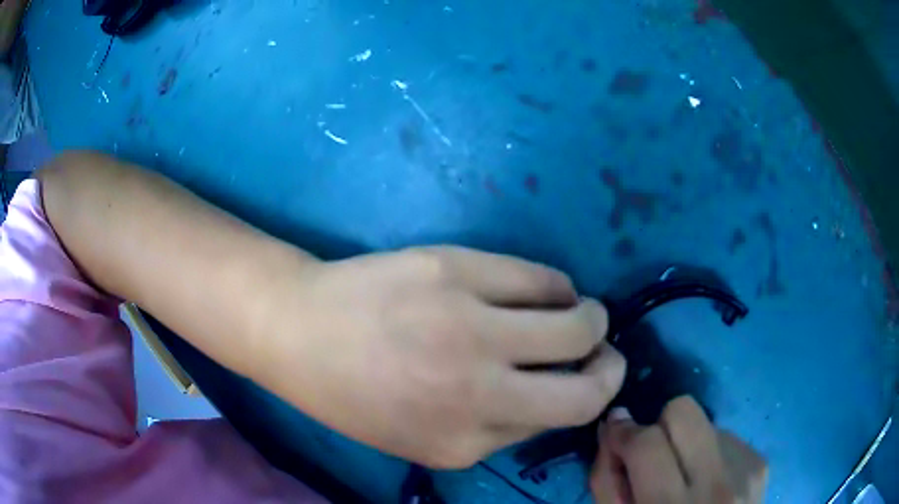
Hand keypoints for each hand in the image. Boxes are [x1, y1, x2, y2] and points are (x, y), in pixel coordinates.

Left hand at [257, 246, 625, 468]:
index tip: (590, 377)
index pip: (564, 420)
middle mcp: (476, 391)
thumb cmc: (355, 394)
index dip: (588, 395)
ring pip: (578, 321)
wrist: (298, 331)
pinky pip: (541, 277)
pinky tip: (545, 289)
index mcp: (464, 442)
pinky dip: (556, 286)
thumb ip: (496, 429)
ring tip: (580, 312)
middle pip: (590, 380)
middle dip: (610, 363)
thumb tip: (555, 393)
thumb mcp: (424, 440)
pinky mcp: (457, 269)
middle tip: (602, 346)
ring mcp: (469, 325)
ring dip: (591, 317)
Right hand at [590, 397, 767, 503]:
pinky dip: (710, 456)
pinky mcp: (760, 463)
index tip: (616, 434)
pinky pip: (726, 437)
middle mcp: (718, 485)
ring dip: (687, 446)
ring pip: (705, 424)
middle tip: (654, 455)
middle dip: (660, 426)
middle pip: (683, 411)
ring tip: (686, 479)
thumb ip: (608, 480)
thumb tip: (614, 424)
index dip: (624, 434)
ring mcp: (746, 470)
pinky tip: (708, 484)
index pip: (648, 443)